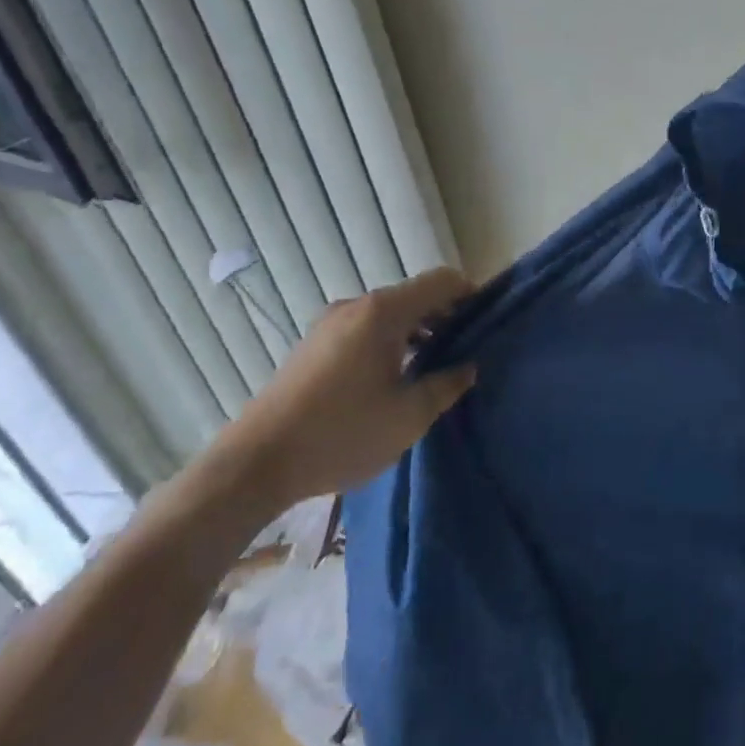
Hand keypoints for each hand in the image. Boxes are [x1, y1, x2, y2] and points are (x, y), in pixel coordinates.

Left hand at [211, 267, 476, 517]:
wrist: (255, 464)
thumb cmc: (342, 433)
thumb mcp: (409, 415)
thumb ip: (447, 384)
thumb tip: (467, 366)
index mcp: (383, 312)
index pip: (441, 280)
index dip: (471, 293)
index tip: (489, 320)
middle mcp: (356, 306)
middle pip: (414, 295)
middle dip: (446, 315)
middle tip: (468, 348)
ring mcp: (330, 324)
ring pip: (389, 314)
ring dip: (417, 331)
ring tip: (435, 365)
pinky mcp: (313, 346)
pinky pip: (365, 329)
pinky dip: (390, 341)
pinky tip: (396, 376)